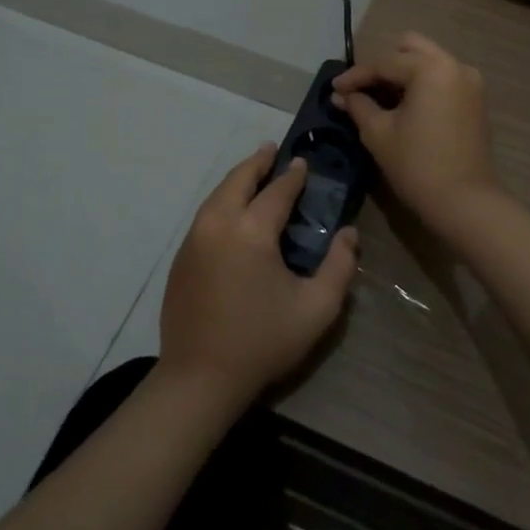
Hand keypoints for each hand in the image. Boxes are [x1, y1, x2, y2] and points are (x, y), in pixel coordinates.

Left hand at [160, 145, 359, 402]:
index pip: (277, 191)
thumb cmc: (262, 341)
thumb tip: (348, 233)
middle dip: (258, 162)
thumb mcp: (316, 308)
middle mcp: (218, 223)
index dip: (293, 176)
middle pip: (238, 179)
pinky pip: (206, 214)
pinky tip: (234, 209)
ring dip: (238, 179)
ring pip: (217, 194)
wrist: (198, 378)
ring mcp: (194, 239)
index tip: (303, 162)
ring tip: (255, 172)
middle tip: (273, 151)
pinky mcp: (181, 257)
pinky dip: (223, 200)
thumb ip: (340, 266)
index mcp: (251, 231)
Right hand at [331, 32, 499, 225]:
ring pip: (428, 60)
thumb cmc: (417, 165)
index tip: (334, 89)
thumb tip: (341, 95)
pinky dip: (420, 83)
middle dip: (382, 64)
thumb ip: (358, 106)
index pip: (384, 62)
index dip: (355, 75)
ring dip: (402, 72)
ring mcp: (469, 81)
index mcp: (431, 68)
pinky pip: (442, 77)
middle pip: (410, 48)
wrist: (465, 202)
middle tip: (360, 88)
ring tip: (378, 96)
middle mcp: (454, 65)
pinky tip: (402, 104)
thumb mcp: (379, 133)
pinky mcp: (474, 99)